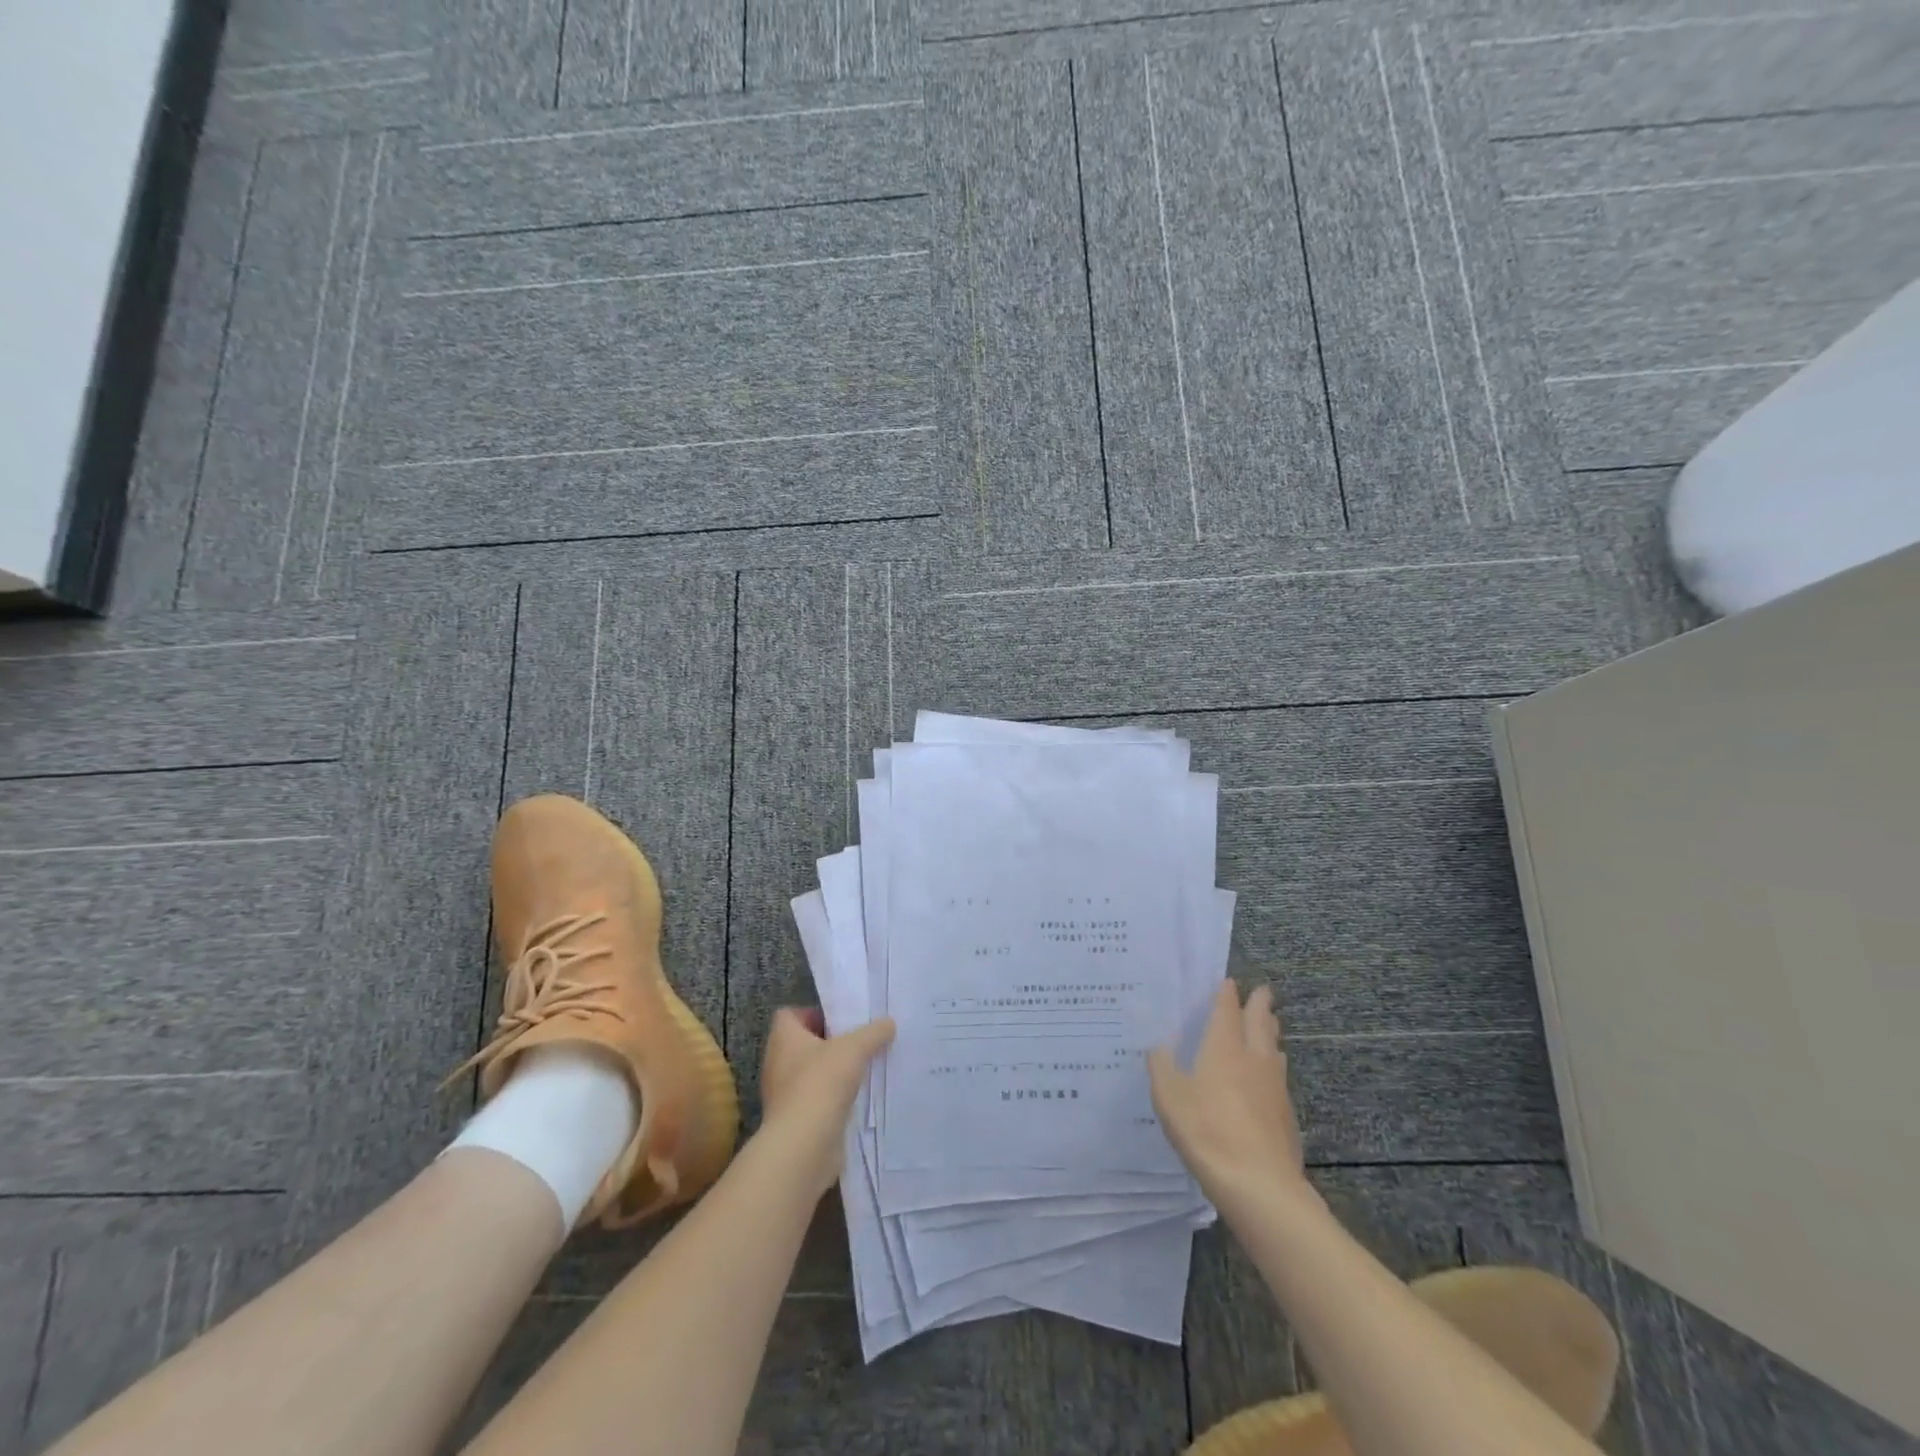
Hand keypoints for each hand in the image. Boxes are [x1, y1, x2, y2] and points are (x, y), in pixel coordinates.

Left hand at [758, 1008, 894, 1197]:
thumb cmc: (821, 1083)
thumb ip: (873, 1033)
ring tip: (865, 1069)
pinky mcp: (797, 1122)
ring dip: (835, 1073)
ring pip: (813, 1074)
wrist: (804, 1147)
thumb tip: (888, 1023)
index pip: (790, 1015)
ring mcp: (785, 1095)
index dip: (813, 1013)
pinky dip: (835, 1099)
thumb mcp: (854, 1048)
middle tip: (860, 1042)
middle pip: (804, 1044)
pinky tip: (859, 1099)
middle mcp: (778, 1064)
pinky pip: (818, 1101)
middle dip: (831, 1043)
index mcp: (783, 1039)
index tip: (841, 1021)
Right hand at [1148, 981, 1305, 1206]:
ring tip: (1269, 1026)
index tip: (1229, 982)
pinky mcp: (1286, 1113)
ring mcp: (1274, 1086)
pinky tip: (1270, 1075)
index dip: (1227, 994)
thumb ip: (1161, 1066)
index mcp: (1224, 1047)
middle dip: (1260, 1004)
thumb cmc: (1206, 1130)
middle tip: (1262, 991)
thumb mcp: (1168, 1097)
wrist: (1259, 1184)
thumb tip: (1159, 1044)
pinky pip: (1279, 1076)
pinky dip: (1274, 1065)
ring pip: (1274, 1048)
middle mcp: (1253, 1058)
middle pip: (1260, 1023)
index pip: (1227, 1010)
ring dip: (1271, 1032)